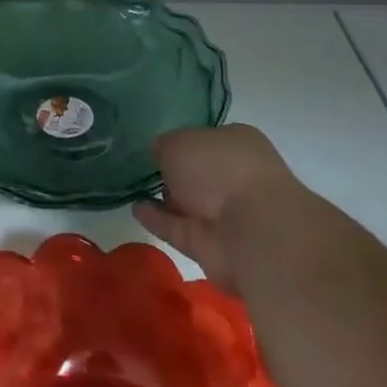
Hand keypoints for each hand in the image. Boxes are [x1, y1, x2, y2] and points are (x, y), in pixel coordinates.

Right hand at [134, 125, 295, 292]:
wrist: (253, 233)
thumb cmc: (220, 170)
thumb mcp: (178, 142)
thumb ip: (163, 146)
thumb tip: (160, 156)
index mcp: (238, 144)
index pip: (205, 139)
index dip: (181, 141)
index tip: (155, 145)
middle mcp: (235, 177)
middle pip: (199, 173)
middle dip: (174, 172)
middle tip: (142, 167)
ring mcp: (226, 215)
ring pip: (189, 202)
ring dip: (165, 198)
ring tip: (133, 188)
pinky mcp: (212, 246)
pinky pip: (178, 228)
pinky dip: (158, 220)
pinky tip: (137, 209)